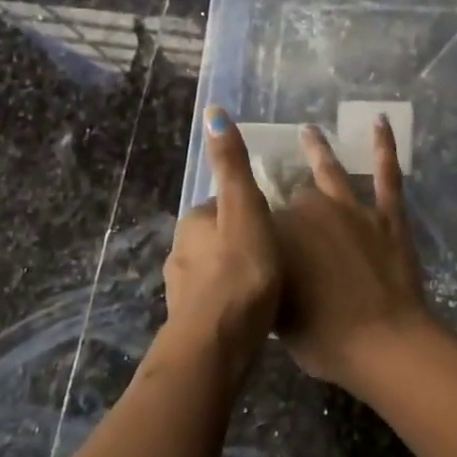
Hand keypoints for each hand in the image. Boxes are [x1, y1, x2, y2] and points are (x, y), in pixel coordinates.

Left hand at [158, 108, 282, 381]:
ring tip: (269, 284)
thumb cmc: (240, 272)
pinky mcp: (189, 322)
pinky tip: (252, 313)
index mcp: (193, 223)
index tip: (276, 222)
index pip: (224, 204)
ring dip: (236, 273)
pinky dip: (231, 301)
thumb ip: (232, 166)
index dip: (251, 210)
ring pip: (215, 270)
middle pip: (218, 236)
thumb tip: (212, 112)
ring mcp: (181, 290)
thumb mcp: (245, 209)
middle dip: (242, 241)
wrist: (217, 345)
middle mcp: (179, 252)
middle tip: (277, 253)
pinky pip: (215, 301)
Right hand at [274, 116, 440, 388]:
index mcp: (278, 235)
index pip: (259, 220)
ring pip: (329, 171)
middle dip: (287, 198)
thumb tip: (260, 264)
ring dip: (317, 149)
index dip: (254, 224)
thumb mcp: (277, 312)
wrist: (381, 341)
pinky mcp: (387, 213)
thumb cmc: (323, 337)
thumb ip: (268, 279)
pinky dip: (384, 145)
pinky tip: (380, 120)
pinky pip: (386, 172)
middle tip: (281, 191)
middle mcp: (310, 211)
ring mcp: (352, 208)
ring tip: (308, 131)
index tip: (247, 222)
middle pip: (294, 197)